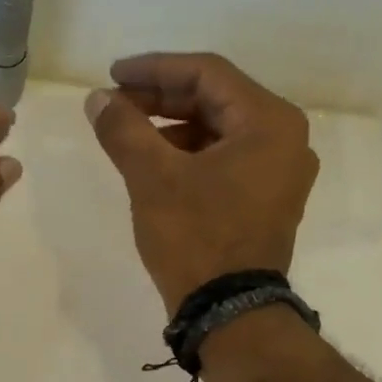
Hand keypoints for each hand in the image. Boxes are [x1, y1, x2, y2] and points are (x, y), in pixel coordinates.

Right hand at [85, 53, 317, 312]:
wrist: (229, 312)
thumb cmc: (196, 237)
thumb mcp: (152, 178)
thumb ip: (123, 130)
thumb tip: (97, 99)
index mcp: (269, 122)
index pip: (207, 74)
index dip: (155, 68)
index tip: (112, 74)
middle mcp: (284, 139)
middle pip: (215, 99)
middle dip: (160, 97)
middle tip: (114, 103)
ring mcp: (278, 172)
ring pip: (218, 130)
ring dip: (171, 126)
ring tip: (127, 133)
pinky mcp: (266, 198)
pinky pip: (224, 158)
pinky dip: (187, 153)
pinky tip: (153, 163)